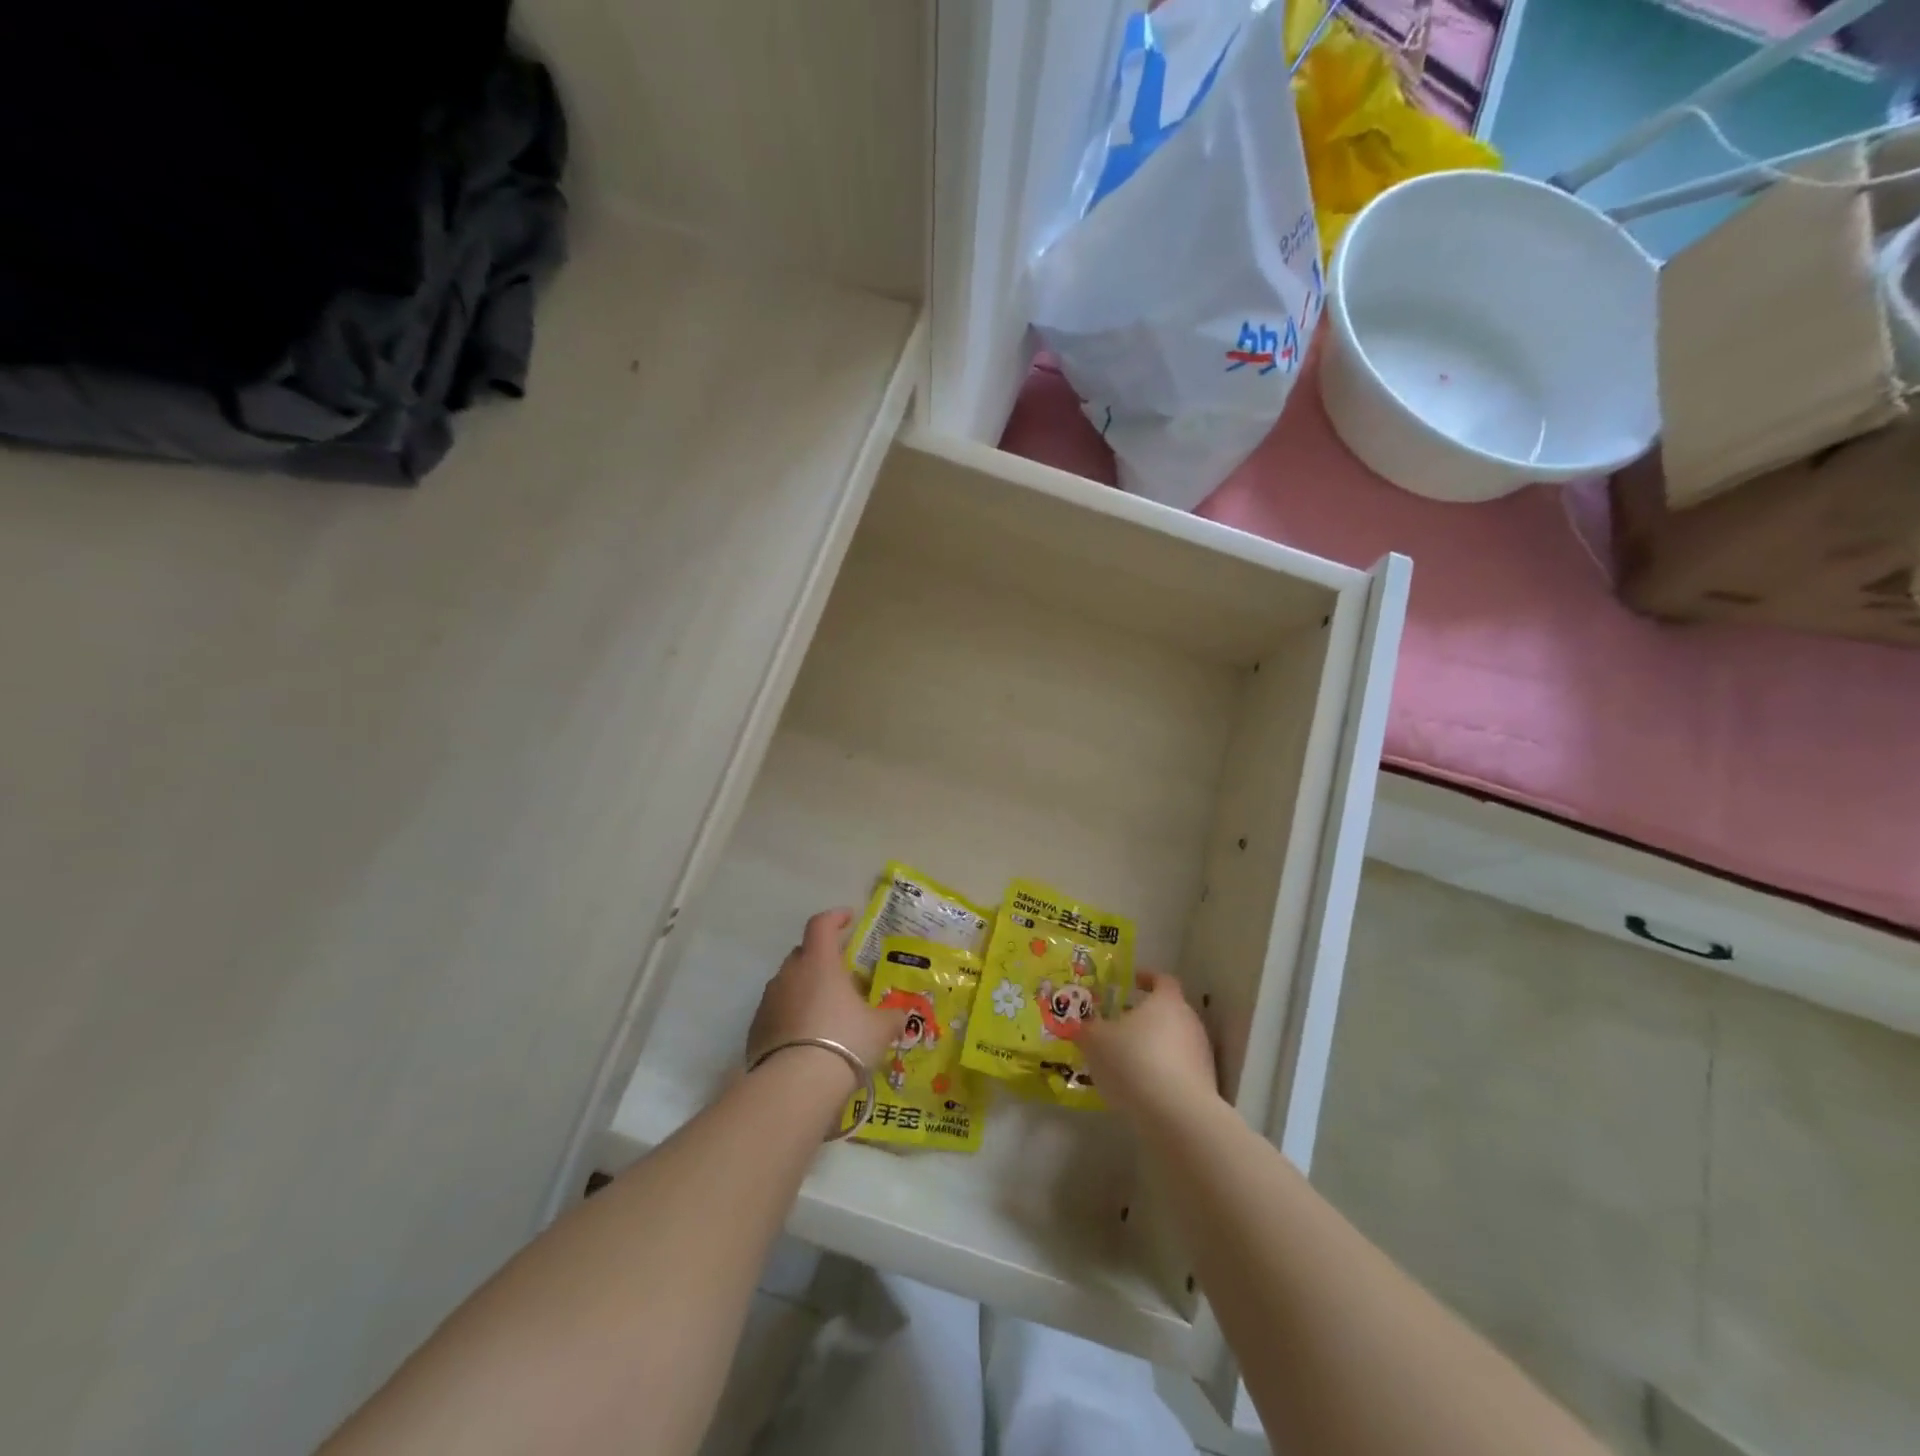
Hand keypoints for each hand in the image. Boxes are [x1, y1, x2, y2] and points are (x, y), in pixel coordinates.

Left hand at [746, 909, 904, 1078]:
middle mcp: (789, 974)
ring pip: (788, 983)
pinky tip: (806, 1038)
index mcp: (819, 962)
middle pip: (803, 953)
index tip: (848, 919)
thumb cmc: (844, 1041)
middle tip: (840, 975)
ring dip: (804, 989)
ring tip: (824, 1011)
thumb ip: (891, 1017)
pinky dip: (791, 1015)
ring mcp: (769, 1000)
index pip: (821, 924)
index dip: (835, 917)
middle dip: (820, 958)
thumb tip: (901, 1016)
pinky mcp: (756, 1028)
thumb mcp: (880, 1029)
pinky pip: (777, 1011)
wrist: (795, 1085)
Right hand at [1081, 971, 1219, 1121]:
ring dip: (1154, 1047)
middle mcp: (1190, 1021)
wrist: (1177, 1115)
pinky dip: (1162, 1073)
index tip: (1130, 983)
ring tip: (1127, 1062)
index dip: (1146, 978)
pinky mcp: (1206, 1085)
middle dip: (1145, 1017)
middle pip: (1169, 1011)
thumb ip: (1087, 1029)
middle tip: (1120, 1026)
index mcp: (1167, 1001)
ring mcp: (1201, 1054)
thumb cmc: (1134, 1062)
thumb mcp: (1096, 1041)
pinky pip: (1179, 1070)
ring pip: (1174, 1041)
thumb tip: (1082, 1025)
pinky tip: (1142, 1088)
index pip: (1162, 979)